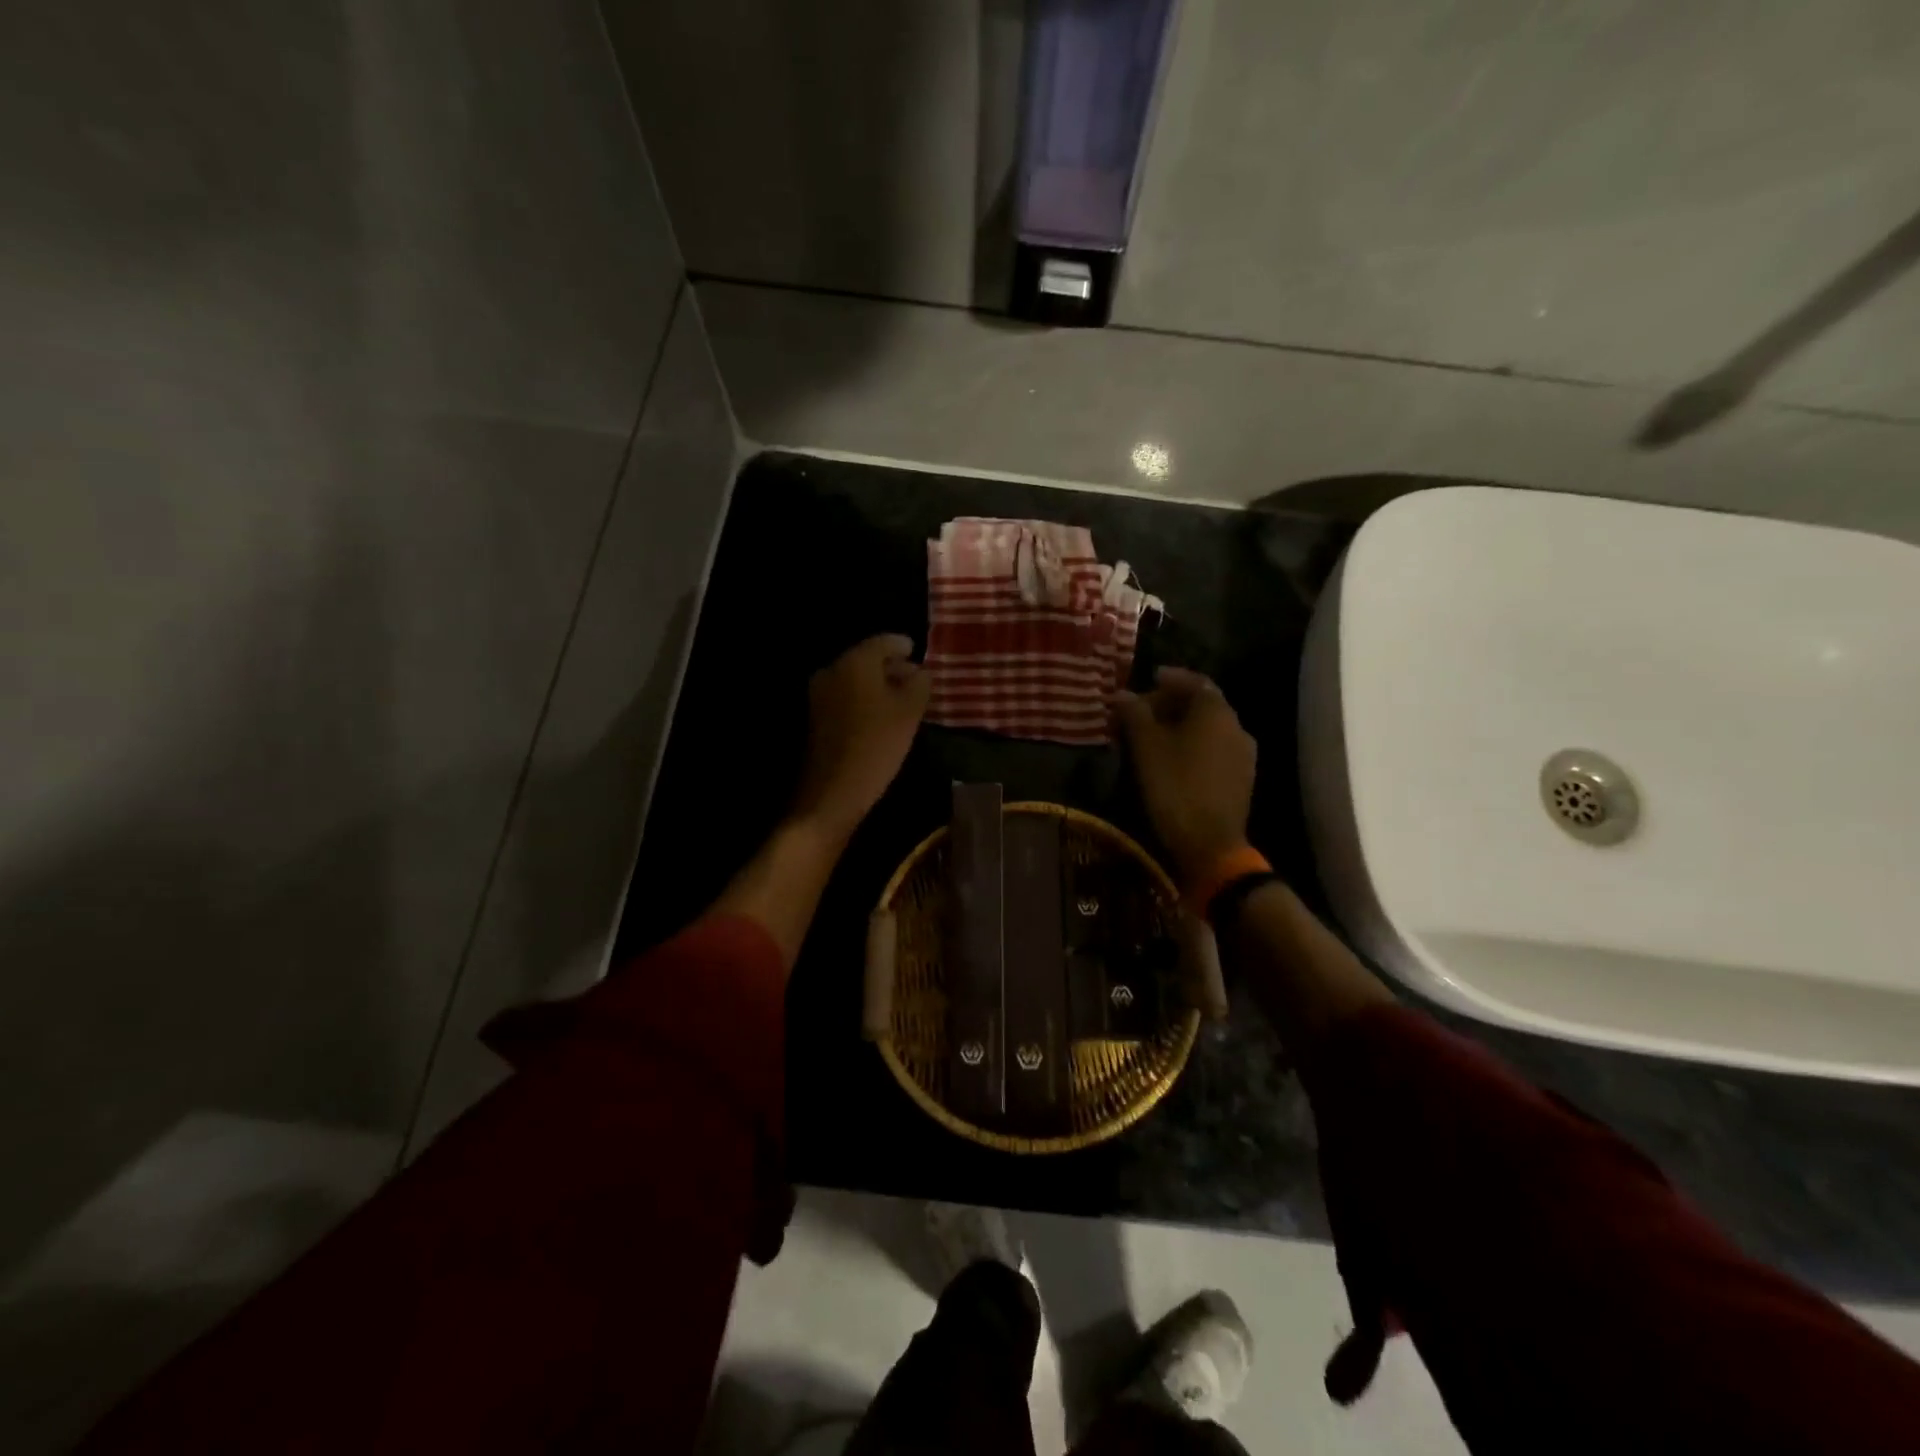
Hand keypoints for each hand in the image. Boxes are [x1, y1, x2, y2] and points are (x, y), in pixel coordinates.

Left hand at [790, 634, 931, 840]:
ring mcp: (820, 693)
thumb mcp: (910, 711)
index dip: (904, 646)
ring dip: (879, 684)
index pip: (884, 641)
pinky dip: (865, 699)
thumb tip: (919, 671)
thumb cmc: (877, 744)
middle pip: (867, 658)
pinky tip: (882, 715)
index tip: (918, 652)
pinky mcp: (817, 716)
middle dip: (892, 666)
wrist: (833, 790)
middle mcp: (832, 670)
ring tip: (903, 700)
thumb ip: (919, 683)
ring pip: (856, 678)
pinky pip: (846, 696)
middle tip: (916, 679)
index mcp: (854, 661)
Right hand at [1113, 667, 1257, 884]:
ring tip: (1153, 736)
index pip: (1194, 681)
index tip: (1148, 679)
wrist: (1210, 843)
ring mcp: (1243, 754)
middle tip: (1143, 711)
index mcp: (1216, 712)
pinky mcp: (1241, 778)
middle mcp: (1236, 726)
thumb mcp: (1147, 747)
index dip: (1169, 678)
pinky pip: (1215, 749)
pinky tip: (1173, 759)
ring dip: (1182, 725)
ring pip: (1209, 728)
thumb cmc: (1175, 787)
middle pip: (1203, 704)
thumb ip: (1134, 714)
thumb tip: (1121, 694)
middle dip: (1172, 703)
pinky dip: (1194, 745)